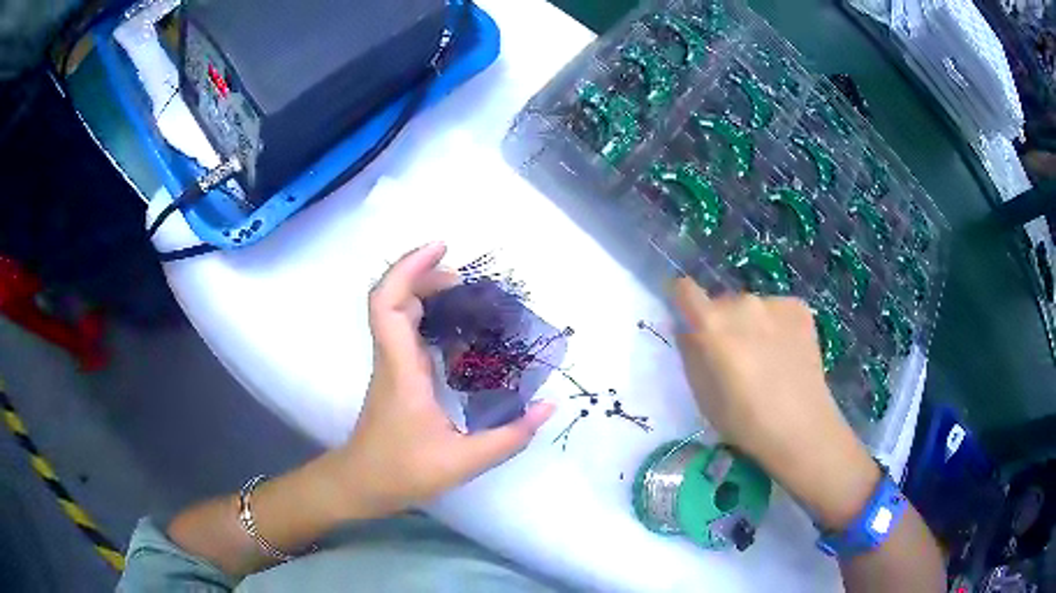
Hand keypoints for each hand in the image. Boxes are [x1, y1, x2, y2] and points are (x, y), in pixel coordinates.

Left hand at [328, 243, 554, 520]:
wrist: (362, 484)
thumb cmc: (403, 471)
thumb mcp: (463, 462)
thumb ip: (509, 436)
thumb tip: (548, 407)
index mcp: (402, 370)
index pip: (388, 303)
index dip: (408, 268)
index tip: (441, 250)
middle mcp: (392, 358)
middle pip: (393, 297)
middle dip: (426, 275)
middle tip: (467, 281)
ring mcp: (391, 366)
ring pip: (398, 312)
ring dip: (428, 294)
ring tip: (469, 299)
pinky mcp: (396, 376)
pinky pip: (408, 332)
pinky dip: (430, 319)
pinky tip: (461, 335)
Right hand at [672, 278, 878, 529]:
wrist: (802, 428)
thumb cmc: (744, 421)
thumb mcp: (703, 395)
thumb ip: (691, 354)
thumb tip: (688, 330)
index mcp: (712, 325)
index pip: (684, 289)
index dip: (681, 300)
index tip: (686, 317)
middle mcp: (742, 303)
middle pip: (721, 303)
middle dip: (720, 323)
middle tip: (732, 357)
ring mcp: (774, 302)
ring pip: (750, 308)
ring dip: (749, 325)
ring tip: (765, 358)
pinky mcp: (799, 308)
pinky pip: (776, 310)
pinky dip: (775, 325)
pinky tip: (785, 353)